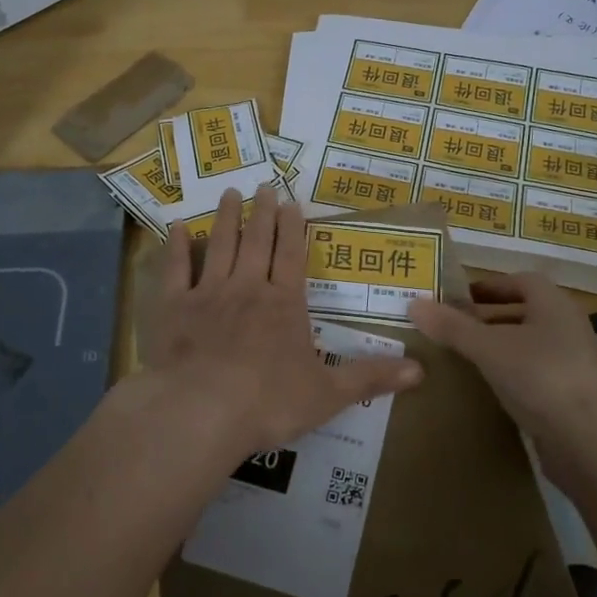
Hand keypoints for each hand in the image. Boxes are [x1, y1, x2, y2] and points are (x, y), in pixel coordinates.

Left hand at [136, 184, 422, 464]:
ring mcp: (208, 294)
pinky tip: (175, 228)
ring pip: (219, 246)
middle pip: (257, 242)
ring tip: (230, 193)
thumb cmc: (269, 402)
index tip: (291, 202)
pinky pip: (175, 270)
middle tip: (264, 185)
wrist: (201, 411)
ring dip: (226, 218)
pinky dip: (175, 248)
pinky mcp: (174, 308)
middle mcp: (248, 288)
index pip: (292, 256)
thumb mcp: (329, 394)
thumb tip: (422, 370)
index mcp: (284, 304)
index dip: (293, 228)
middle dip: (262, 213)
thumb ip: (371, 377)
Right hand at [409, 273, 596, 474]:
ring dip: (499, 347)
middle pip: (525, 313)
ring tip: (464, 357)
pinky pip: (533, 375)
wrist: (590, 439)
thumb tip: (413, 303)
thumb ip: (452, 327)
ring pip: (528, 346)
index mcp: (553, 305)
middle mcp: (567, 328)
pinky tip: (487, 388)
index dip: (491, 285)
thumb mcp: (488, 347)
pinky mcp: (569, 396)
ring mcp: (571, 364)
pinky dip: (510, 375)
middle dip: (490, 317)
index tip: (459, 297)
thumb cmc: (540, 375)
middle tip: (453, 326)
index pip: (522, 281)